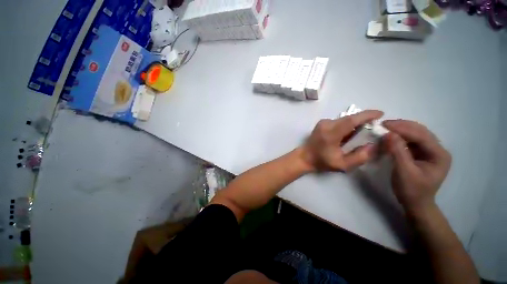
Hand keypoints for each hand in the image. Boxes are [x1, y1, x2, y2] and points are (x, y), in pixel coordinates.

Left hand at [301, 110, 383, 171]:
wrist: (304, 157)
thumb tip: (373, 145)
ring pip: (344, 120)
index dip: (366, 115)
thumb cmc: (321, 161)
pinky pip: (339, 122)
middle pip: (349, 118)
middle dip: (363, 120)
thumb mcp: (342, 164)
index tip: (380, 114)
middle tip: (374, 127)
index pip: (351, 120)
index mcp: (330, 133)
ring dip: (355, 124)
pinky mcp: (322, 123)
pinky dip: (347, 126)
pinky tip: (348, 135)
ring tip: (362, 133)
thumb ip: (360, 156)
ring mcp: (323, 123)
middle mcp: (326, 124)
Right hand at [382, 120, 451, 214]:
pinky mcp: (421, 154)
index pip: (421, 135)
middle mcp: (437, 150)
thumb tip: (388, 134)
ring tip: (385, 128)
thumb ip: (398, 152)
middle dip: (402, 126)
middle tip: (383, 124)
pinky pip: (411, 141)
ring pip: (416, 134)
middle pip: (420, 132)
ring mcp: (430, 151)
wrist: (416, 203)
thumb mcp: (404, 171)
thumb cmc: (412, 190)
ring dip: (400, 130)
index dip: (403, 128)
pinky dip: (400, 137)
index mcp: (439, 155)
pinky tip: (391, 136)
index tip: (384, 124)